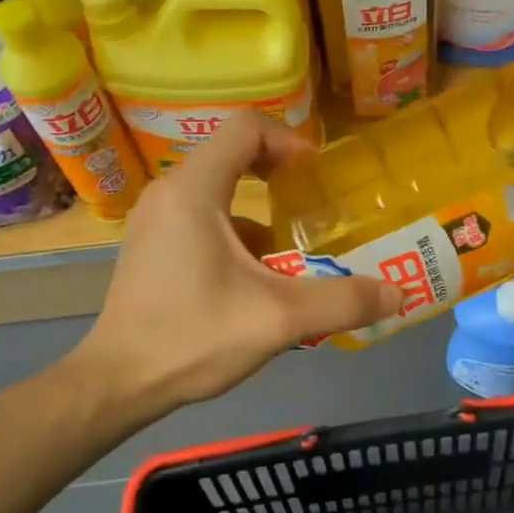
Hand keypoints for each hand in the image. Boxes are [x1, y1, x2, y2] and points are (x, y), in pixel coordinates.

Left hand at [77, 112, 400, 416]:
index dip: (288, 141)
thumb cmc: (192, 337)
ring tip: (293, 254)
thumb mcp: (277, 319)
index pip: (245, 128)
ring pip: (219, 192)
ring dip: (260, 213)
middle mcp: (170, 193)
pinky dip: (236, 236)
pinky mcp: (151, 246)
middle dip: (280, 178)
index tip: (315, 176)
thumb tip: (397, 293)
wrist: (115, 384)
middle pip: (232, 156)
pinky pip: (202, 220)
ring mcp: (155, 220)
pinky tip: (256, 283)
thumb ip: (342, 302)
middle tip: (314, 209)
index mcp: (194, 191)